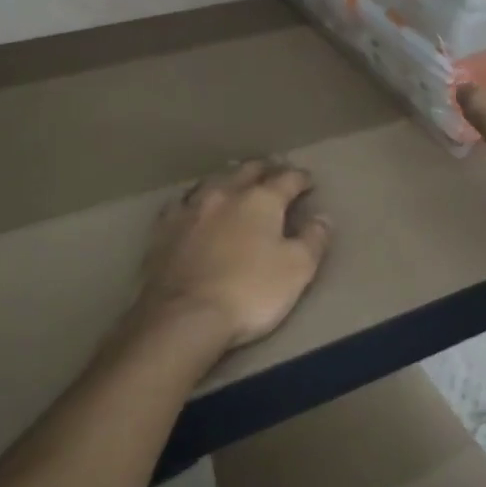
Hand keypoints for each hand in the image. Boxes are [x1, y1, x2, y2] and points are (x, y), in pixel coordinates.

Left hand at [134, 159, 331, 351]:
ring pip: (212, 182)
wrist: (184, 317)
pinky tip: (194, 207)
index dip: (300, 178)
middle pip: (247, 171)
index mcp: (260, 200)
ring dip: (229, 179)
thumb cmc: (250, 292)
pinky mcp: (163, 231)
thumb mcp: (298, 269)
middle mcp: (224, 195)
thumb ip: (314, 240)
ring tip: (236, 181)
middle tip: (274, 171)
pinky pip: (182, 204)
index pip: (287, 179)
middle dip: (264, 169)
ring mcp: (189, 210)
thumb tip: (323, 218)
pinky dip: (195, 201)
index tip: (308, 181)